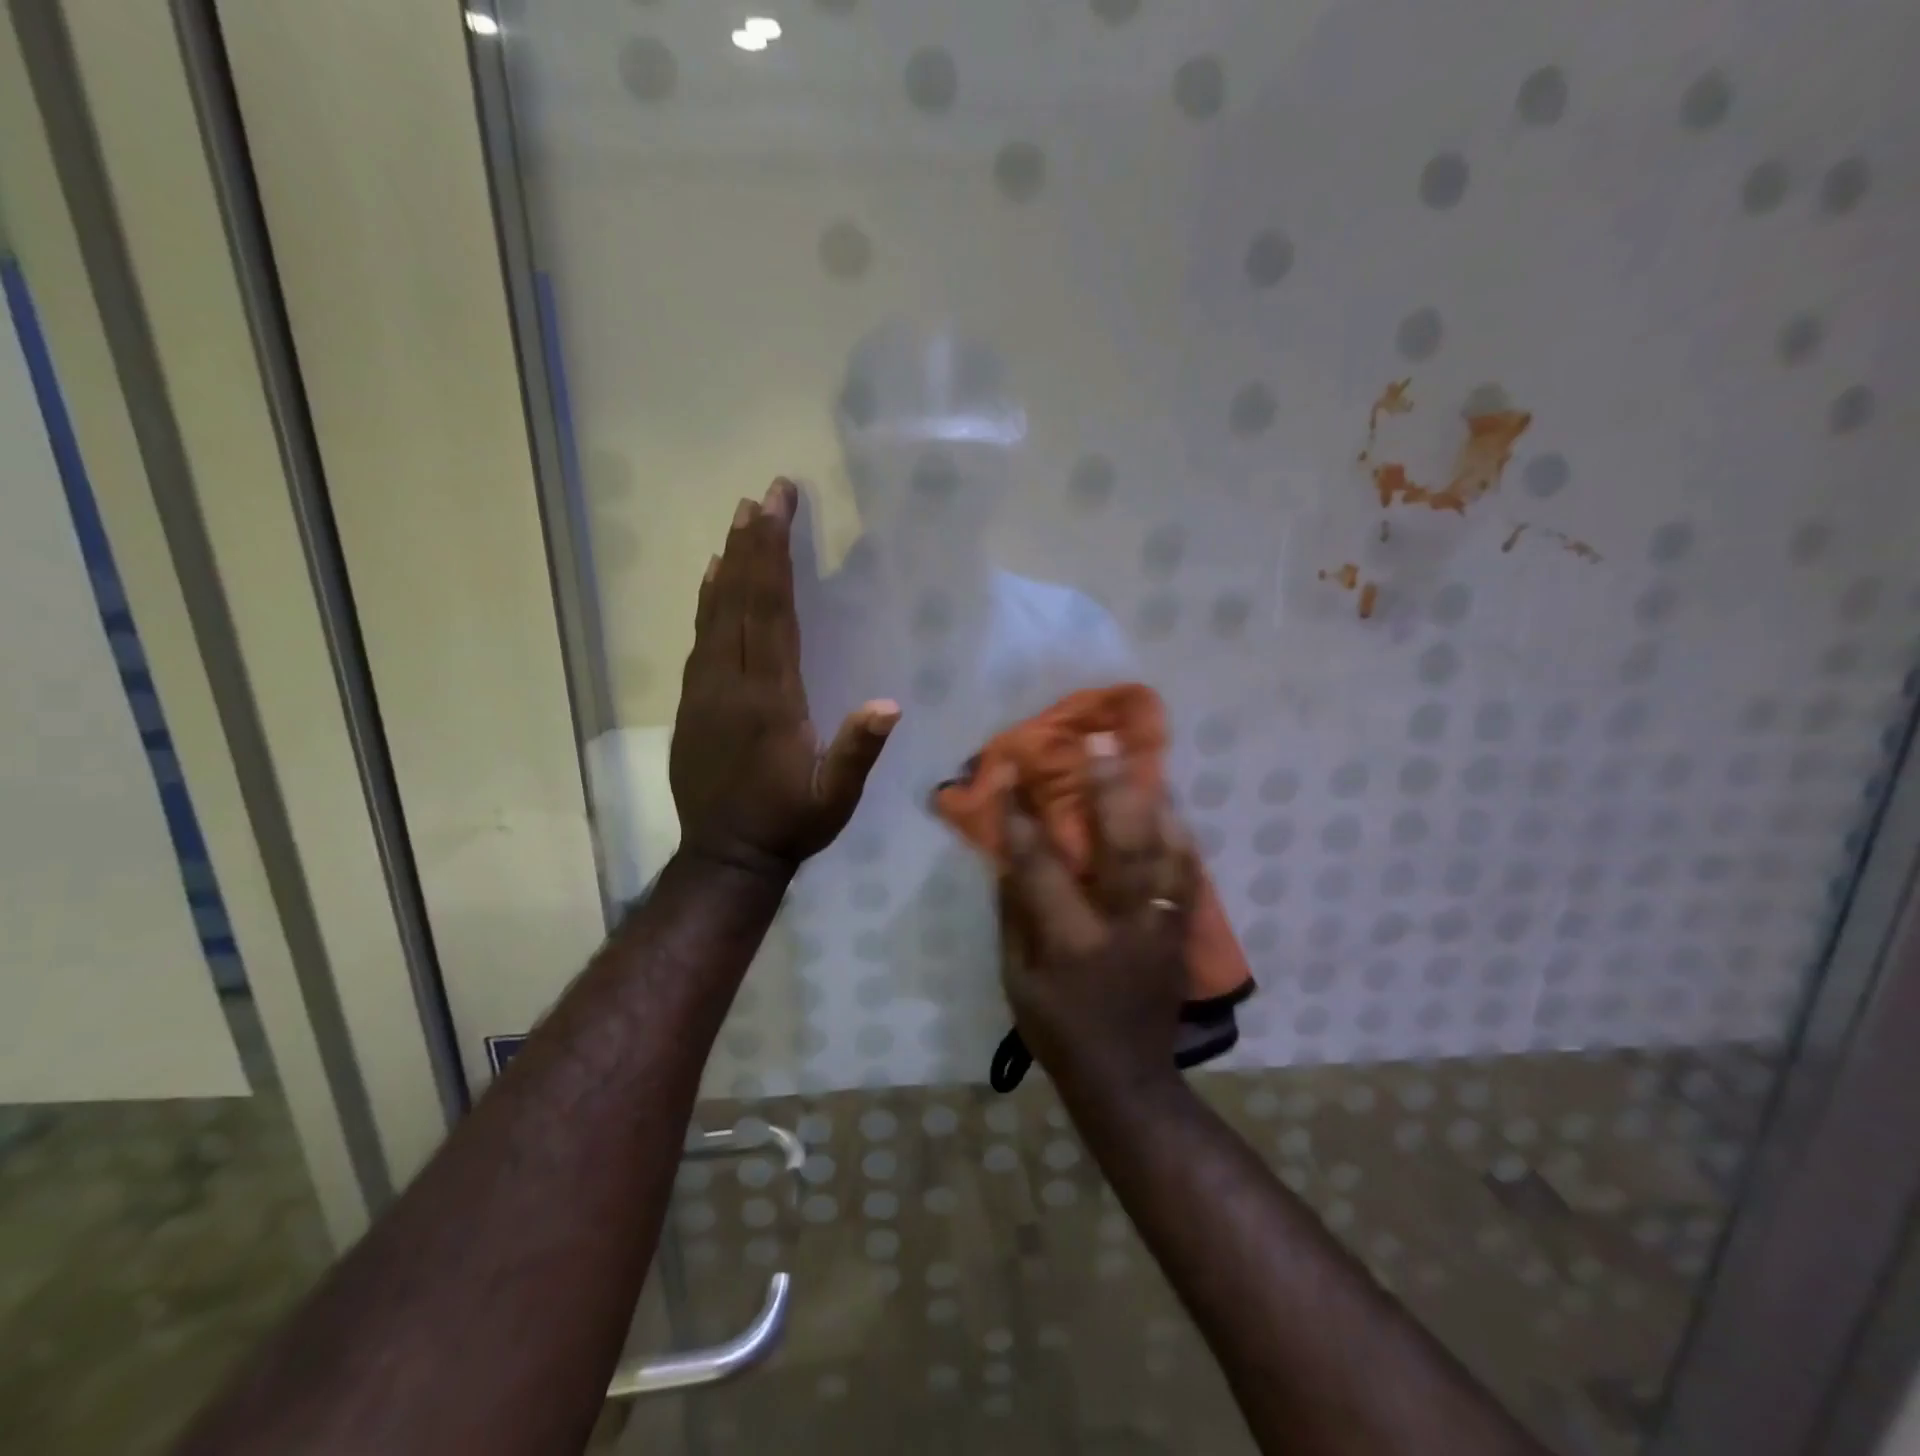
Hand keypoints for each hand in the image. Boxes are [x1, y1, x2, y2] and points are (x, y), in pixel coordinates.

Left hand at [670, 479, 899, 878]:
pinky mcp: (691, 702)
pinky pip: (699, 637)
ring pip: (714, 612)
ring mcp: (704, 690)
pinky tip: (712, 576)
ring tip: (739, 519)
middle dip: (753, 543)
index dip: (774, 556)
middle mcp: (730, 683)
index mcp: (769, 699)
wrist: (724, 858)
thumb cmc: (788, 824)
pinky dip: (707, 599)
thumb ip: (856, 751)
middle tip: (763, 494)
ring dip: (729, 562)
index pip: (770, 612)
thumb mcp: (834, 799)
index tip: (778, 508)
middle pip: (739, 599)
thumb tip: (889, 703)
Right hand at [997, 734, 1198, 1091]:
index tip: (1012, 774)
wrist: (1126, 1078)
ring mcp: (1161, 929)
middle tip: (1099, 741)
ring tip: (1142, 759)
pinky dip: (1182, 839)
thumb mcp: (1017, 981)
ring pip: (1164, 854)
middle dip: (1108, 788)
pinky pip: (1189, 877)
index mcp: (1071, 943)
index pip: (1041, 868)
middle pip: (1121, 847)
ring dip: (1152, 802)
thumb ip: (1014, 916)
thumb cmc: (1058, 1031)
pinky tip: (1172, 808)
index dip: (1023, 817)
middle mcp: (1123, 927)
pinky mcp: (1182, 935)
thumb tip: (1009, 857)